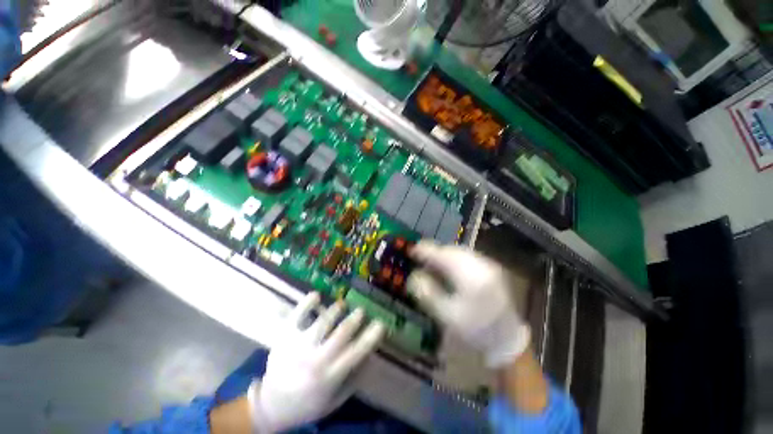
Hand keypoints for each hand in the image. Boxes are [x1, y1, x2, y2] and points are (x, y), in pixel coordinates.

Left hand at [248, 293, 384, 432]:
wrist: (270, 406)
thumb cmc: (307, 404)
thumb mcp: (334, 400)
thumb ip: (354, 379)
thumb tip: (371, 357)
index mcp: (329, 376)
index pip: (356, 352)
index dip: (371, 336)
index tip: (381, 323)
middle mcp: (316, 359)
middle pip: (342, 332)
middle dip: (355, 318)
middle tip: (361, 311)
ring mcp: (298, 345)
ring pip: (323, 321)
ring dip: (337, 309)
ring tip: (342, 305)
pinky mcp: (285, 337)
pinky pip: (296, 315)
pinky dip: (306, 303)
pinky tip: (316, 295)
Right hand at [407, 241, 529, 367]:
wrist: (507, 339)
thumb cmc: (475, 330)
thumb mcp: (448, 316)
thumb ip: (429, 294)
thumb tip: (414, 275)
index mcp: (471, 278)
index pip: (444, 256)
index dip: (427, 251)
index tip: (412, 249)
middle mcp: (482, 266)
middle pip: (452, 250)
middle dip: (435, 251)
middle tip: (420, 256)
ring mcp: (489, 265)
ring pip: (460, 251)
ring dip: (444, 253)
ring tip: (431, 260)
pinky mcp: (491, 268)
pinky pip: (467, 256)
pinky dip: (454, 257)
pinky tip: (447, 265)